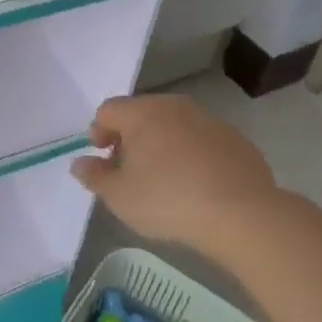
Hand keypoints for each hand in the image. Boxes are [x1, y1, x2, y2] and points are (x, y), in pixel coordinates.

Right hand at [71, 94, 278, 253]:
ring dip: (163, 145)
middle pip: (142, 114)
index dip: (98, 131)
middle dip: (130, 138)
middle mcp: (174, 107)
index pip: (108, 110)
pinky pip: (203, 141)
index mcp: (142, 113)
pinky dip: (193, 156)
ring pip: (174, 126)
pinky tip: (197, 185)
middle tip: (129, 170)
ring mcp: (209, 120)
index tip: (102, 158)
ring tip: (164, 179)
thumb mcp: (119, 196)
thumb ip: (94, 176)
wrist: (242, 214)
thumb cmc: (168, 200)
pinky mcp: (236, 140)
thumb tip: (79, 163)